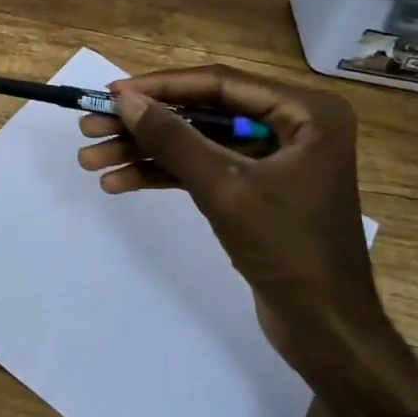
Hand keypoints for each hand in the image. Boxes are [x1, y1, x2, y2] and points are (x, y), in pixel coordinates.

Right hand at [77, 65, 417, 416]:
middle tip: (90, 127)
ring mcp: (273, 157)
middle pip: (202, 112)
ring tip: (91, 159)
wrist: (327, 332)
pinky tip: (119, 181)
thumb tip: (124, 100)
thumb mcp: (224, 189)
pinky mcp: (256, 187)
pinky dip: (164, 174)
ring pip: (197, 141)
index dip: (161, 87)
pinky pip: (204, 168)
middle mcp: (293, 124)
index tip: (111, 93)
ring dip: (145, 151)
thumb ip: (173, 139)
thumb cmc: (288, 249)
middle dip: (145, 125)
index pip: (219, 84)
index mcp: (305, 112)